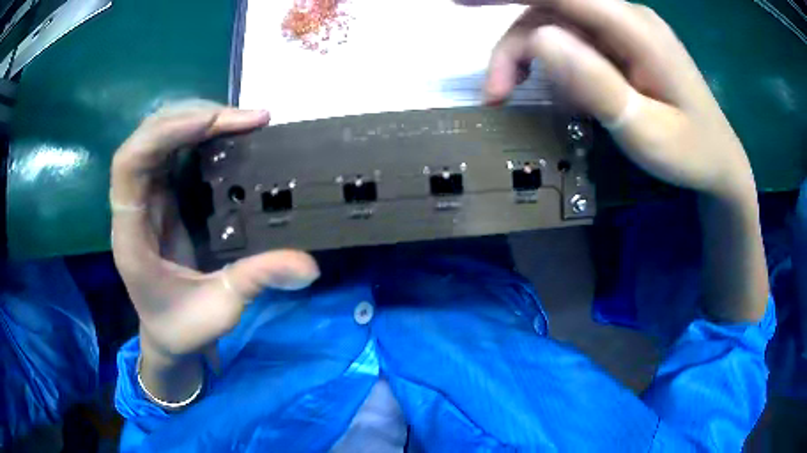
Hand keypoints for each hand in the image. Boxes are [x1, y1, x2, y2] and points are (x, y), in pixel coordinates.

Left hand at [110, 101, 319, 364]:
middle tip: (244, 119)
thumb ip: (256, 280)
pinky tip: (226, 133)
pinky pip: (172, 149)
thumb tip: (309, 264)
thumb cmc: (182, 327)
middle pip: (145, 139)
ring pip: (157, 136)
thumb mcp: (219, 309)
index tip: (214, 124)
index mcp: (132, 235)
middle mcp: (134, 207)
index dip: (165, 133)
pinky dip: (198, 133)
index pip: (130, 164)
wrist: (167, 335)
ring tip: (240, 120)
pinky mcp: (161, 196)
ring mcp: (146, 198)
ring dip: (195, 119)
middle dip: (191, 118)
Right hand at [473, 0, 756, 200]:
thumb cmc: (690, 153)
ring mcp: (626, 28)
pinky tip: (564, 92)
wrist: (720, 161)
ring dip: (532, 55)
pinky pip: (578, 39)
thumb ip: (597, 84)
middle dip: (516, 45)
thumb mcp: (646, 132)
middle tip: (497, 94)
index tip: (461, 3)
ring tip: (519, 96)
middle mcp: (628, 17)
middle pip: (553, 9)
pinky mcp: (625, 42)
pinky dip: (557, 61)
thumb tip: (539, 40)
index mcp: (637, 30)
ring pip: (560, 24)